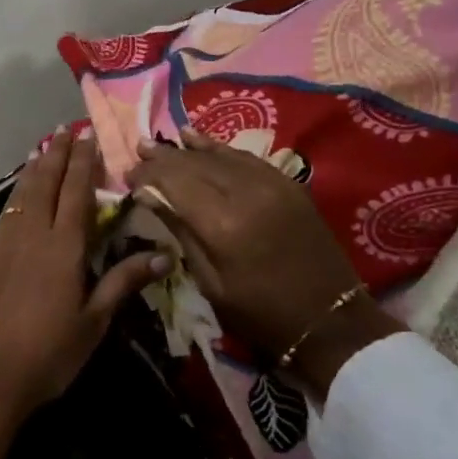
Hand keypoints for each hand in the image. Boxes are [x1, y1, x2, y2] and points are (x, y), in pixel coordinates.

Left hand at [0, 129, 167, 458]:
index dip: (83, 162)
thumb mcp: (94, 321)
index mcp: (64, 246)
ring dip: (34, 169)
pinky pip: (5, 212)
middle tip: (64, 130)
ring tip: (42, 149)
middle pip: (46, 182)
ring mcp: (4, 241)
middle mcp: (33, 232)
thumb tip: (164, 256)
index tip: (87, 136)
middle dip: (57, 154)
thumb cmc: (49, 352)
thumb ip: (123, 281)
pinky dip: (15, 194)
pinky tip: (18, 195)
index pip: (76, 191)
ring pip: (21, 193)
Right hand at [128, 128, 403, 395]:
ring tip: (159, 142)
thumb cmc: (261, 314)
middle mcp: (245, 192)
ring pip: (218, 155)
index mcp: (222, 223)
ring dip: (186, 148)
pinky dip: (218, 147)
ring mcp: (270, 183)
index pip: (174, 182)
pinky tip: (197, 139)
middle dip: (162, 158)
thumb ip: (181, 233)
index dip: (148, 175)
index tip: (128, 176)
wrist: (329, 319)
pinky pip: (244, 157)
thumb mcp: (211, 283)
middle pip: (193, 164)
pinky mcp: (287, 183)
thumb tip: (149, 196)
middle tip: (138, 153)